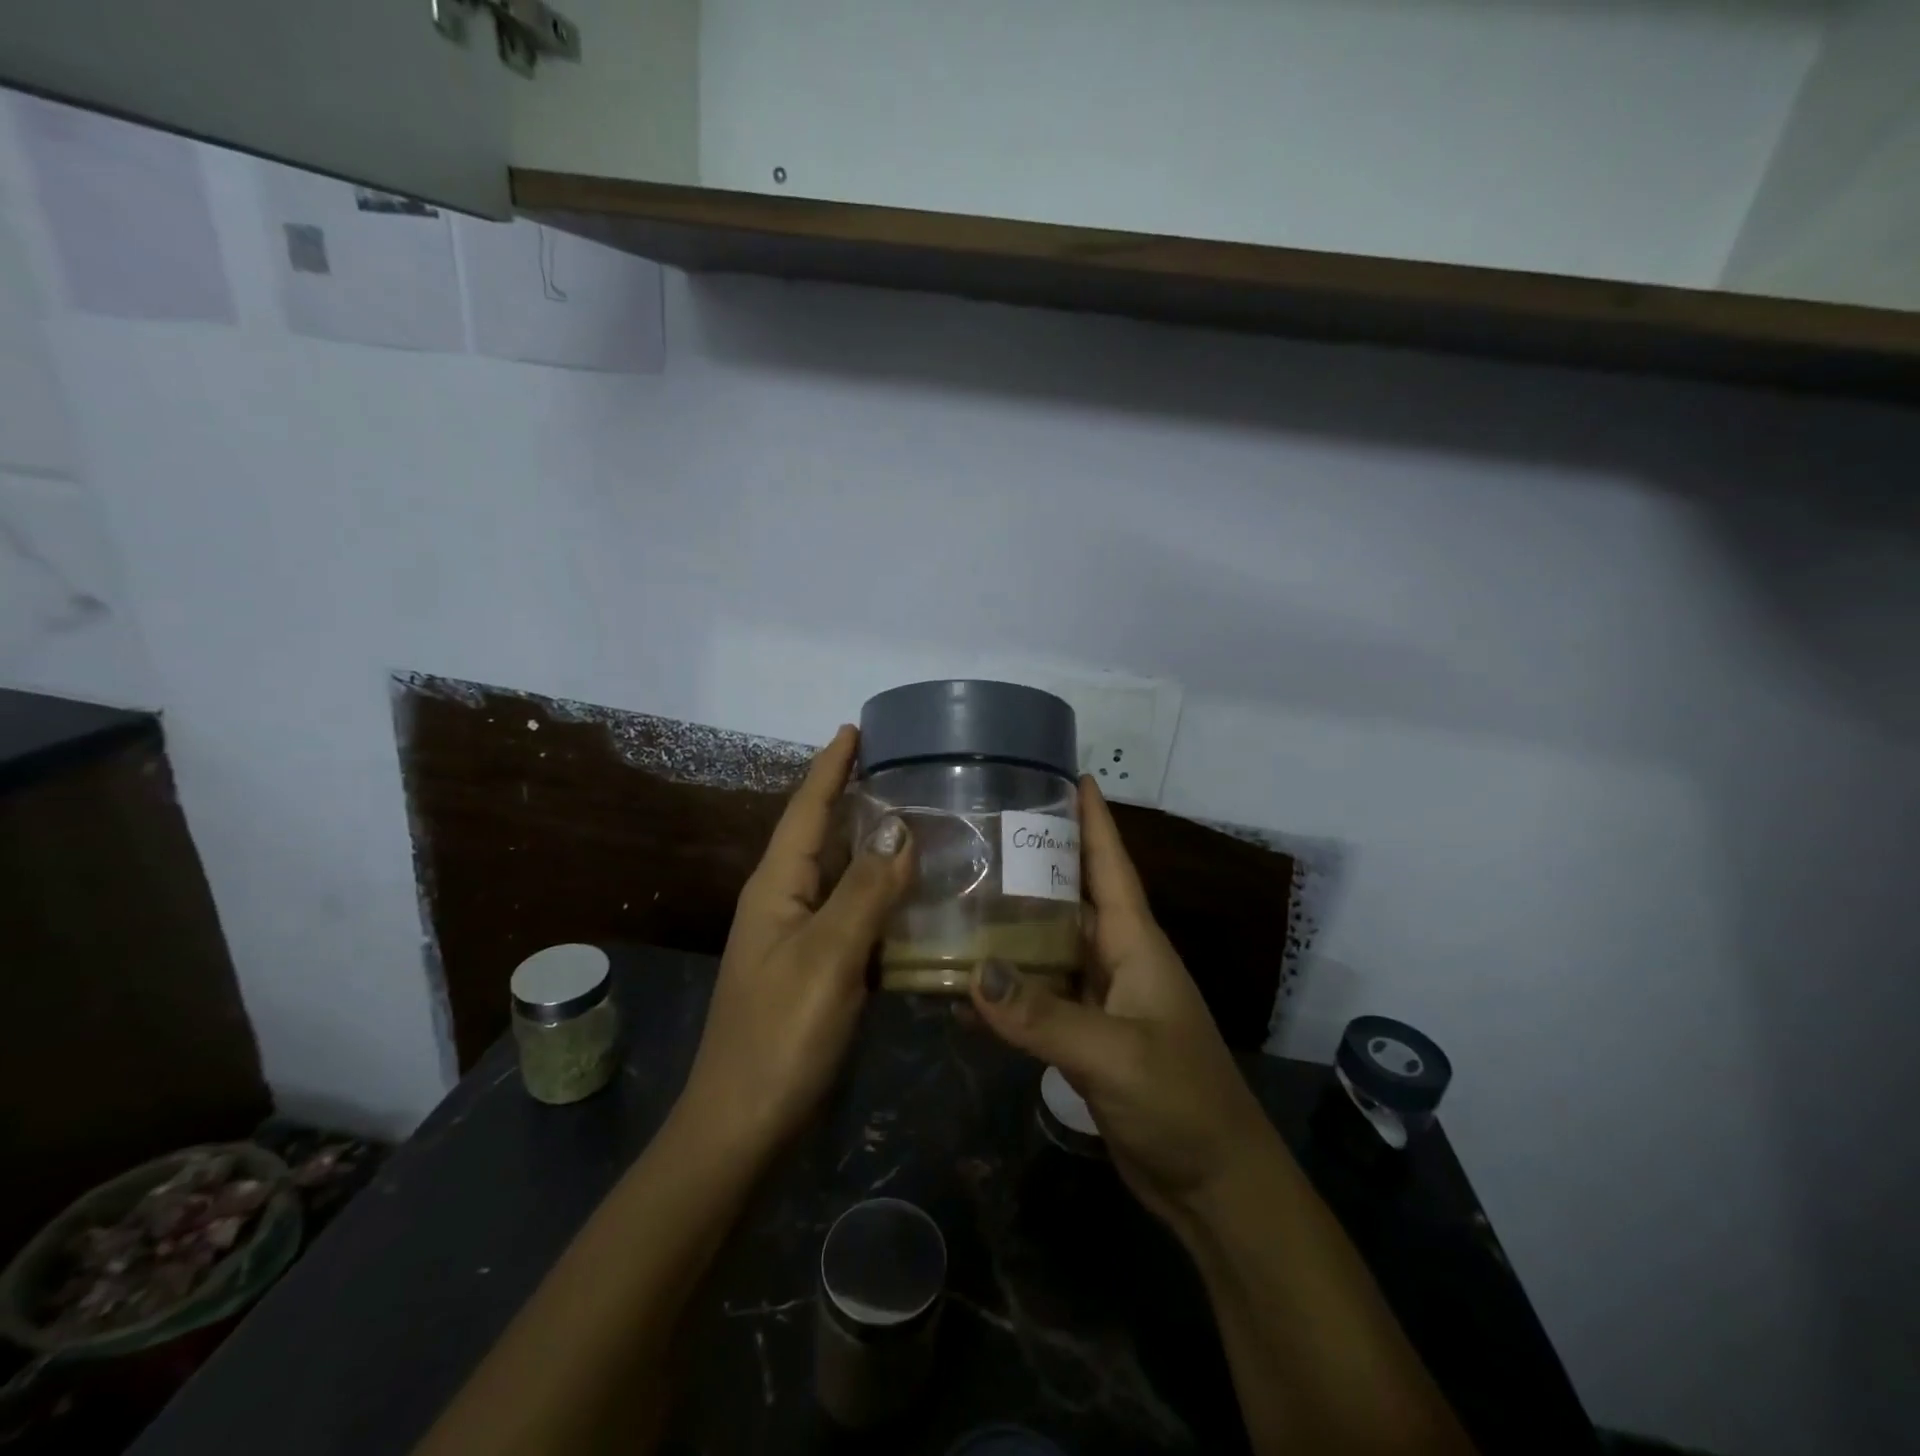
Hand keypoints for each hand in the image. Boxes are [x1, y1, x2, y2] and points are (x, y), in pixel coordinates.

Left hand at [681, 726, 914, 1152]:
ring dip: (874, 848)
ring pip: (841, 876)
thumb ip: (866, 890)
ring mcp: (798, 938)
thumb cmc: (780, 1034)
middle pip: (822, 836)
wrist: (744, 1125)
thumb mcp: (827, 956)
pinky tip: (914, 896)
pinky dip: (882, 897)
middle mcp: (783, 902)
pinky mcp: (815, 969)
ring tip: (921, 821)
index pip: (806, 809)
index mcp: (776, 886)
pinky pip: (853, 915)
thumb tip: (899, 827)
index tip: (855, 729)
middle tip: (905, 771)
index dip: (830, 767)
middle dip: (856, 799)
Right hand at [969, 777, 1272, 1226]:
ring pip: (1050, 944)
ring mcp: (1101, 998)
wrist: (1214, 1183)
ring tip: (961, 892)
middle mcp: (1117, 958)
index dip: (1093, 817)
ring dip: (1013, 922)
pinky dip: (1008, 985)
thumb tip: (972, 971)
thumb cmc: (1181, 1101)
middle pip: (1071, 895)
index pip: (1111, 863)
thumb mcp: (1114, 1054)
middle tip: (982, 827)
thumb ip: (1043, 1015)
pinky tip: (967, 982)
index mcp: (1135, 942)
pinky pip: (1040, 994)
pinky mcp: (1085, 1036)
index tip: (1069, 773)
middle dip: (1035, 859)